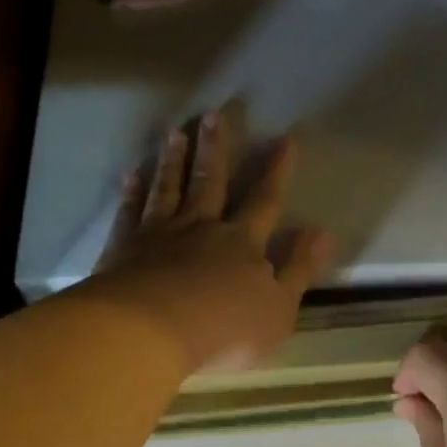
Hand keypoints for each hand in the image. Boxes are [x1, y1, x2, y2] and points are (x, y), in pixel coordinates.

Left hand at [92, 112, 333, 372]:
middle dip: (215, 149)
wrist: (151, 332)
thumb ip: (299, 269)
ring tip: (175, 133)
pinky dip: (132, 192)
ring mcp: (158, 234)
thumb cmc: (224, 329)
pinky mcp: (124, 248)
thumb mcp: (278, 309)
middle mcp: (201, 228)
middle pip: (209, 182)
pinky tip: (132, 174)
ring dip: (173, 161)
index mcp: (242, 243)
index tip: (284, 139)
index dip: (276, 171)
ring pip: (169, 189)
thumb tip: (323, 232)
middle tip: (212, 114)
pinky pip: (130, 212)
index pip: (264, 200)